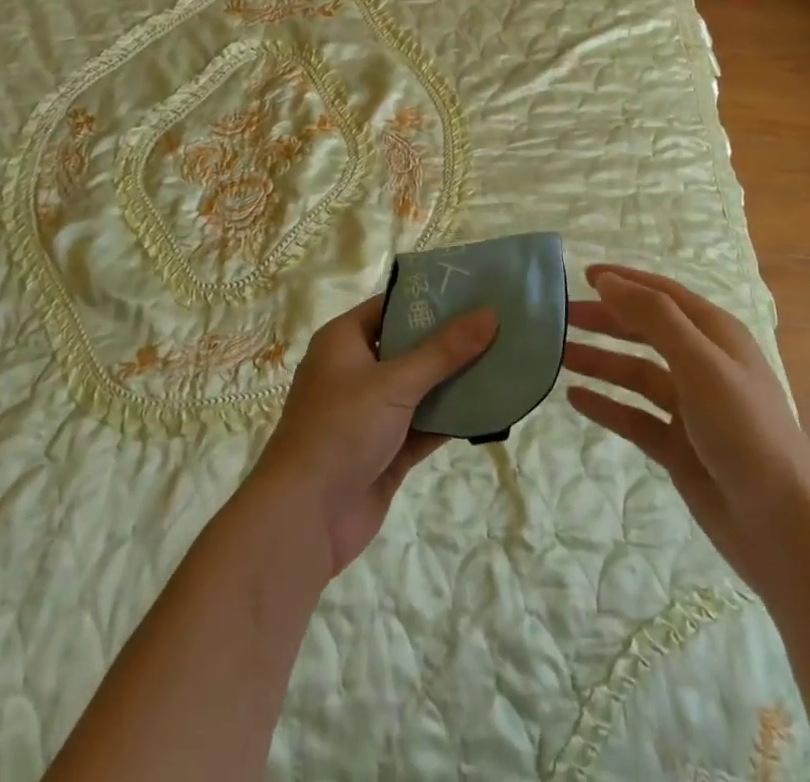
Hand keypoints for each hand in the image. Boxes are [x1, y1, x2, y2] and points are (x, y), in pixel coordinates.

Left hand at [250, 295, 496, 577]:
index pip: (392, 306)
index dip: (430, 298)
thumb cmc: (341, 430)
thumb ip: (444, 351)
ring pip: (421, 388)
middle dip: (451, 340)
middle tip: (499, 324)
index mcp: (344, 341)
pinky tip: (490, 408)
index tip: (474, 291)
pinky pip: (425, 425)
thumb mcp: (395, 383)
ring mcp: (371, 413)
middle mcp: (356, 371)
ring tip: (505, 361)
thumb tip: (489, 314)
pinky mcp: (386, 450)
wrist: (304, 519)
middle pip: (410, 346)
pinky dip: (452, 419)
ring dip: (456, 380)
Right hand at [562, 265, 809, 592]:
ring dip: (599, 361)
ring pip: (635, 373)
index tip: (582, 274)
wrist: (784, 529)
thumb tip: (607, 280)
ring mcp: (689, 407)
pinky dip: (606, 405)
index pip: (663, 295)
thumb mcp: (700, 364)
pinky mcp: (678, 446)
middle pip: (645, 331)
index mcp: (716, 336)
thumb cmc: (745, 432)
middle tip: (559, 318)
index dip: (625, 281)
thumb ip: (654, 318)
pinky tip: (575, 399)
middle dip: (604, 320)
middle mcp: (702, 364)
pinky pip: (633, 416)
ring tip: (558, 356)